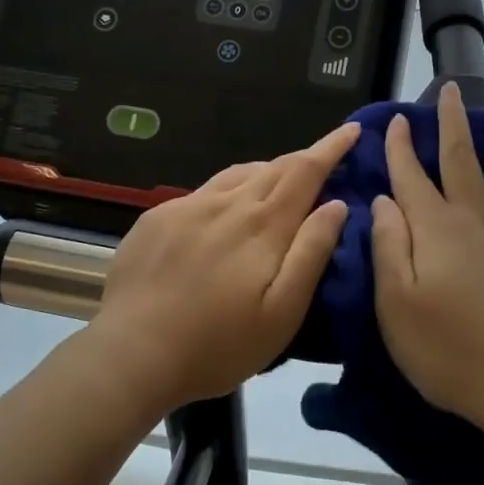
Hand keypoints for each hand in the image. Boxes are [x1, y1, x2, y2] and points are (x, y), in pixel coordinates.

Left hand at [87, 122, 358, 412]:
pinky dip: (228, 192)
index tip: (351, 130)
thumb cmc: (217, 344)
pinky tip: (222, 217)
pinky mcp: (157, 218)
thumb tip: (336, 204)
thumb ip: (312, 253)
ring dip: (266, 173)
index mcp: (263, 224)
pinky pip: (204, 192)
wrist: (131, 354)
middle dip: (304, 160)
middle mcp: (226, 202)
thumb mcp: (282, 312)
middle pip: (274, 167)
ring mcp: (187, 206)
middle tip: (323, 164)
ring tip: (277, 188)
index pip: (306, 170)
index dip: (331, 147)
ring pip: (238, 175)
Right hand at [371, 81, 483, 437]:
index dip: (402, 146)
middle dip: (453, 123)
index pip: (412, 176)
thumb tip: (384, 201)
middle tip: (451, 89)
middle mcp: (476, 221)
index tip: (398, 120)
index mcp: (436, 228)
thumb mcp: (394, 303)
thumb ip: (387, 245)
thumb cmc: (445, 349)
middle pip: (464, 160)